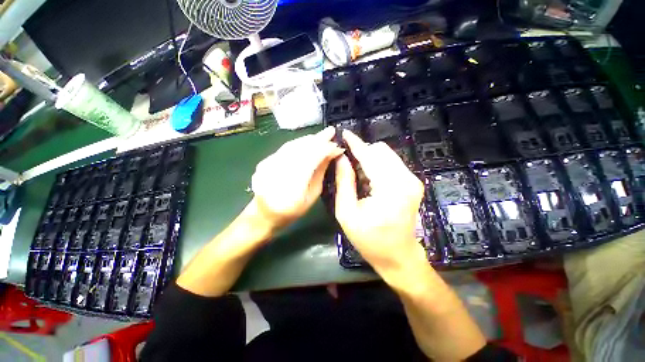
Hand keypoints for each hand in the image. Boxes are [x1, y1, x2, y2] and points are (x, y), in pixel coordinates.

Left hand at [250, 126, 343, 232]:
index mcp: (293, 185)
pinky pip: (284, 148)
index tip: (338, 146)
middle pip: (301, 148)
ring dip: (308, 139)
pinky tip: (307, 142)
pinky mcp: (264, 161)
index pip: (312, 158)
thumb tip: (332, 154)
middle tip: (331, 132)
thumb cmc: (293, 210)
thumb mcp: (312, 195)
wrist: (265, 214)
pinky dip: (298, 143)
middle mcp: (278, 171)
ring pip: (292, 145)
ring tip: (321, 136)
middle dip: (318, 139)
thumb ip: (320, 172)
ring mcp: (268, 165)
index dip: (325, 149)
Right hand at [334, 130, 426, 282]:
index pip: (369, 155)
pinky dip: (378, 166)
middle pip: (380, 151)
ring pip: (387, 155)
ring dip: (370, 159)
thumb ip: (344, 182)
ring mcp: (413, 180)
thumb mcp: (347, 213)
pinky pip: (392, 164)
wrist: (398, 256)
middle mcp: (405, 179)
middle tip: (348, 164)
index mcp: (389, 187)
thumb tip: (341, 159)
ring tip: (357, 174)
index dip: (355, 143)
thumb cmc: (370, 239)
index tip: (344, 133)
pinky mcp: (413, 184)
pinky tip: (369, 179)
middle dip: (362, 152)